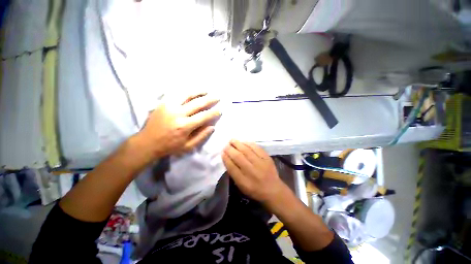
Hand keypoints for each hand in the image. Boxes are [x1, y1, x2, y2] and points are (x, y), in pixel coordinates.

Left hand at [137, 93, 220, 157]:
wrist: (147, 142)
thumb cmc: (170, 146)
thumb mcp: (188, 146)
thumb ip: (201, 136)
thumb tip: (212, 127)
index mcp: (185, 126)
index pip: (204, 116)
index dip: (213, 113)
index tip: (220, 110)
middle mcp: (178, 114)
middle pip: (197, 103)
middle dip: (209, 99)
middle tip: (217, 97)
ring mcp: (169, 106)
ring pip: (187, 95)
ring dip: (198, 92)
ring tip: (206, 91)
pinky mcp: (163, 103)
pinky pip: (176, 94)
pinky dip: (186, 91)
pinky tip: (192, 91)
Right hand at [222, 140, 286, 204]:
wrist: (273, 190)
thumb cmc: (255, 189)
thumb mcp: (241, 186)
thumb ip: (234, 173)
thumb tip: (227, 159)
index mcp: (244, 181)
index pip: (232, 167)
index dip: (226, 158)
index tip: (222, 152)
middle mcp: (251, 171)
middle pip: (238, 157)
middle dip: (230, 149)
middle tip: (226, 145)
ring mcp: (260, 163)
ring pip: (247, 151)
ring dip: (238, 144)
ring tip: (232, 140)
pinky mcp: (267, 158)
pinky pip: (256, 148)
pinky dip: (249, 143)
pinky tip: (243, 141)